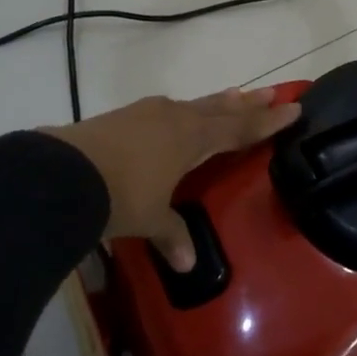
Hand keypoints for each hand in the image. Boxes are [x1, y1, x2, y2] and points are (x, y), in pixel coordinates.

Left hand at [45, 88, 300, 270]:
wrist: (63, 173)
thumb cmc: (120, 195)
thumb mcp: (149, 218)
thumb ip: (172, 235)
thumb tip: (188, 264)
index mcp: (192, 138)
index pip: (239, 129)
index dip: (267, 122)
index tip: (293, 108)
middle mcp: (174, 118)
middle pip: (220, 109)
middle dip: (247, 103)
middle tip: (272, 91)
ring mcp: (146, 114)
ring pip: (192, 105)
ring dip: (215, 103)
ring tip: (232, 95)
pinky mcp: (121, 117)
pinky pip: (165, 110)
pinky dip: (183, 111)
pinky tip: (176, 114)